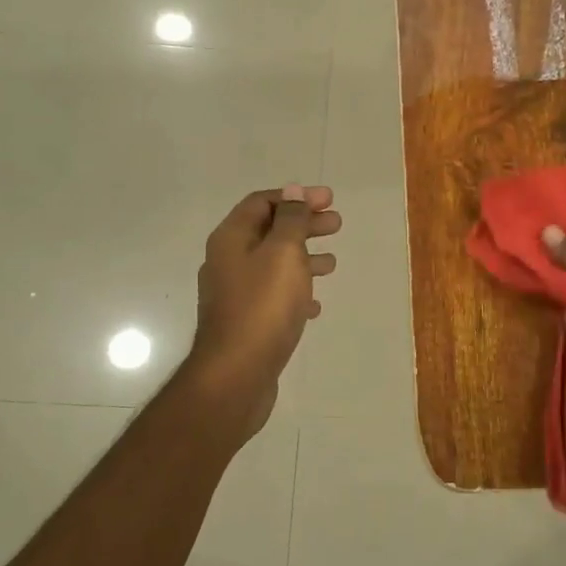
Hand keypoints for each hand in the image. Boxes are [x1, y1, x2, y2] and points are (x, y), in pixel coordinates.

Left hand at [190, 185, 340, 436]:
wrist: (236, 374)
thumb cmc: (262, 307)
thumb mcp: (283, 254)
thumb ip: (291, 220)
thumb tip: (292, 191)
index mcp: (231, 239)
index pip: (262, 203)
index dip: (296, 197)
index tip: (329, 200)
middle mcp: (228, 262)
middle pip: (269, 232)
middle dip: (304, 225)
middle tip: (337, 224)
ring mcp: (235, 294)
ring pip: (273, 265)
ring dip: (303, 258)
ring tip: (333, 264)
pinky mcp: (245, 323)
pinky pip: (273, 297)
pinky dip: (295, 292)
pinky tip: (315, 305)